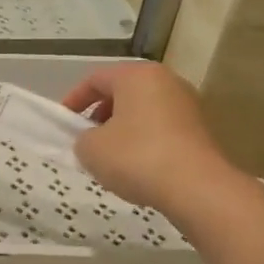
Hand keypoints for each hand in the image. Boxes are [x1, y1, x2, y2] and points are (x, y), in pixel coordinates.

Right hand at [60, 64, 236, 220]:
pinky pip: (161, 128)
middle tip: (86, 139)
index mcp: (136, 75)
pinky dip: (144, 141)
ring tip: (110, 157)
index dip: (73, 100)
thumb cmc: (136, 157)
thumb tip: (93, 140)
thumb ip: (82, 138)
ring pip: (143, 111)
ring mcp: (187, 104)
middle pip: (122, 92)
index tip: (63, 123)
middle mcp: (165, 81)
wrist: (197, 187)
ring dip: (122, 129)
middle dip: (100, 114)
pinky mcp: (200, 129)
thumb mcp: (91, 149)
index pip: (95, 79)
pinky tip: (137, 167)